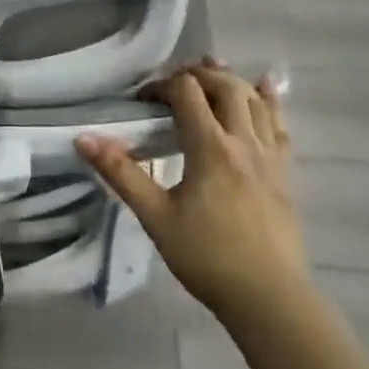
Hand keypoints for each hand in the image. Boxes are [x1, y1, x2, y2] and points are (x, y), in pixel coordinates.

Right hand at [76, 61, 307, 327]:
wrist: (269, 297)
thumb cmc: (207, 257)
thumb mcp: (155, 216)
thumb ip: (121, 174)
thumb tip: (84, 139)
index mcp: (210, 147)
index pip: (186, 92)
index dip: (161, 86)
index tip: (142, 101)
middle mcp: (243, 141)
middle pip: (223, 86)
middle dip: (196, 75)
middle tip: (172, 83)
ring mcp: (269, 155)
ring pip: (253, 100)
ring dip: (230, 80)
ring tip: (211, 71)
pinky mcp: (284, 171)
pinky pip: (280, 124)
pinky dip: (269, 100)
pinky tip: (264, 87)